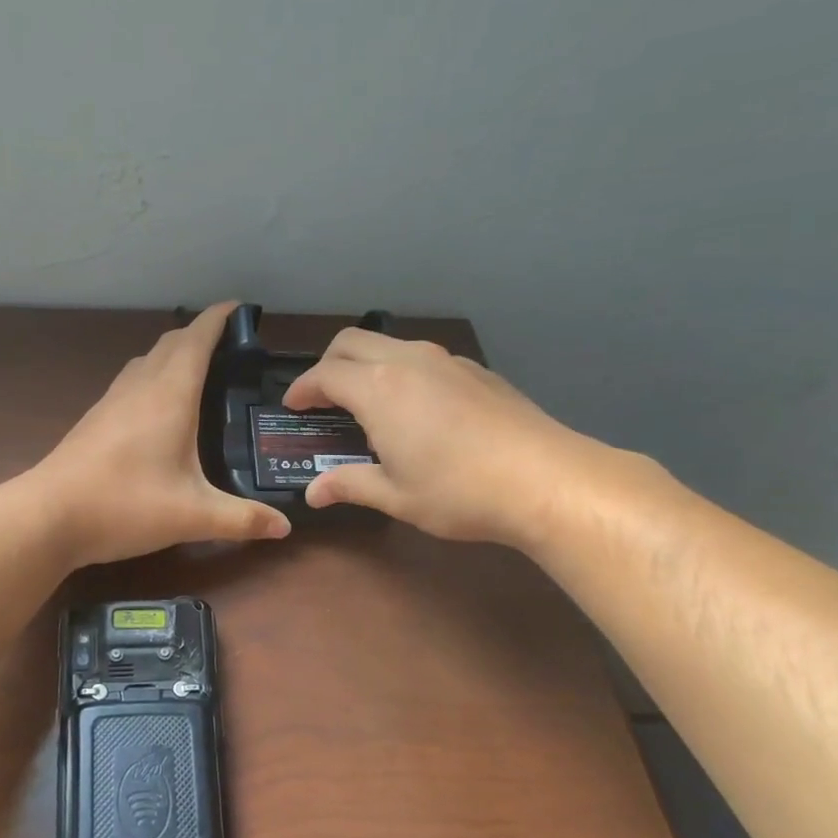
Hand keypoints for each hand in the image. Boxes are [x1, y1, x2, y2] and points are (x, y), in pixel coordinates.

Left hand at [32, 302, 291, 565]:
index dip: (219, 318)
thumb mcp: (193, 516)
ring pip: (147, 360)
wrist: (48, 517)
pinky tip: (159, 407)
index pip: (197, 339)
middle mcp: (140, 387)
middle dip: (200, 334)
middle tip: (231, 348)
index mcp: (169, 395)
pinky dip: (154, 376)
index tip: (240, 308)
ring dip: (174, 353)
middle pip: (172, 343)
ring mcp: (112, 400)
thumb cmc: (125, 505)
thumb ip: (242, 519)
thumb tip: (285, 527)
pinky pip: (132, 381)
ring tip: (199, 371)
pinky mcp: (95, 419)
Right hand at [282, 330, 624, 547]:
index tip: (293, 405)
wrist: (544, 479)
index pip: (324, 375)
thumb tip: (313, 493)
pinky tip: (416, 406)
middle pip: (352, 341)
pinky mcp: (476, 370)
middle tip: (322, 396)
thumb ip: (349, 485)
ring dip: (367, 363)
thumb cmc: (458, 491)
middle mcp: (408, 361)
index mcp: (378, 389)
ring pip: (390, 343)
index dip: (302, 389)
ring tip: (367, 399)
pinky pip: (424, 357)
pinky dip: (402, 370)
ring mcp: (446, 361)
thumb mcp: (395, 496)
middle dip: (328, 363)